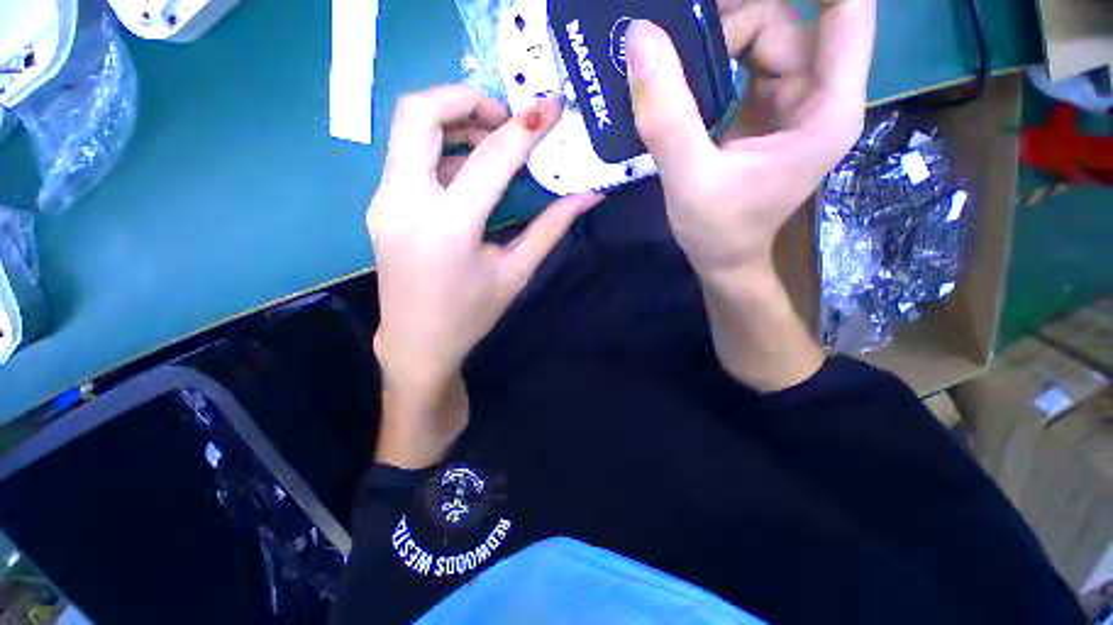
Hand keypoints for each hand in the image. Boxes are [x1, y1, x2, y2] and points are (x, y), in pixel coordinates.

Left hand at [369, 85, 601, 466]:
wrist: (417, 345)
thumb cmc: (471, 316)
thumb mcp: (516, 273)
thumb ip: (551, 228)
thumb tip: (589, 196)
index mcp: (448, 228)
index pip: (489, 158)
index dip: (525, 127)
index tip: (551, 109)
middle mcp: (404, 203)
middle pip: (419, 112)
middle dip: (467, 98)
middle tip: (506, 120)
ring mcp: (384, 201)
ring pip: (408, 129)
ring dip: (453, 120)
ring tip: (491, 143)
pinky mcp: (381, 206)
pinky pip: (408, 157)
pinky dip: (441, 148)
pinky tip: (468, 172)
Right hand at [627, 0, 874, 280]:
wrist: (723, 259)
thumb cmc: (717, 231)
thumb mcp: (690, 181)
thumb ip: (669, 118)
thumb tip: (641, 37)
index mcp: (825, 109)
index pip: (847, 11)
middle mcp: (816, 94)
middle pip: (784, 20)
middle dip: (730, 18)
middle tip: (675, 34)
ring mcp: (789, 101)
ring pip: (761, 36)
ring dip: (716, 37)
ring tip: (670, 60)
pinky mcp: (763, 110)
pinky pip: (743, 61)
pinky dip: (712, 58)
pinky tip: (680, 75)